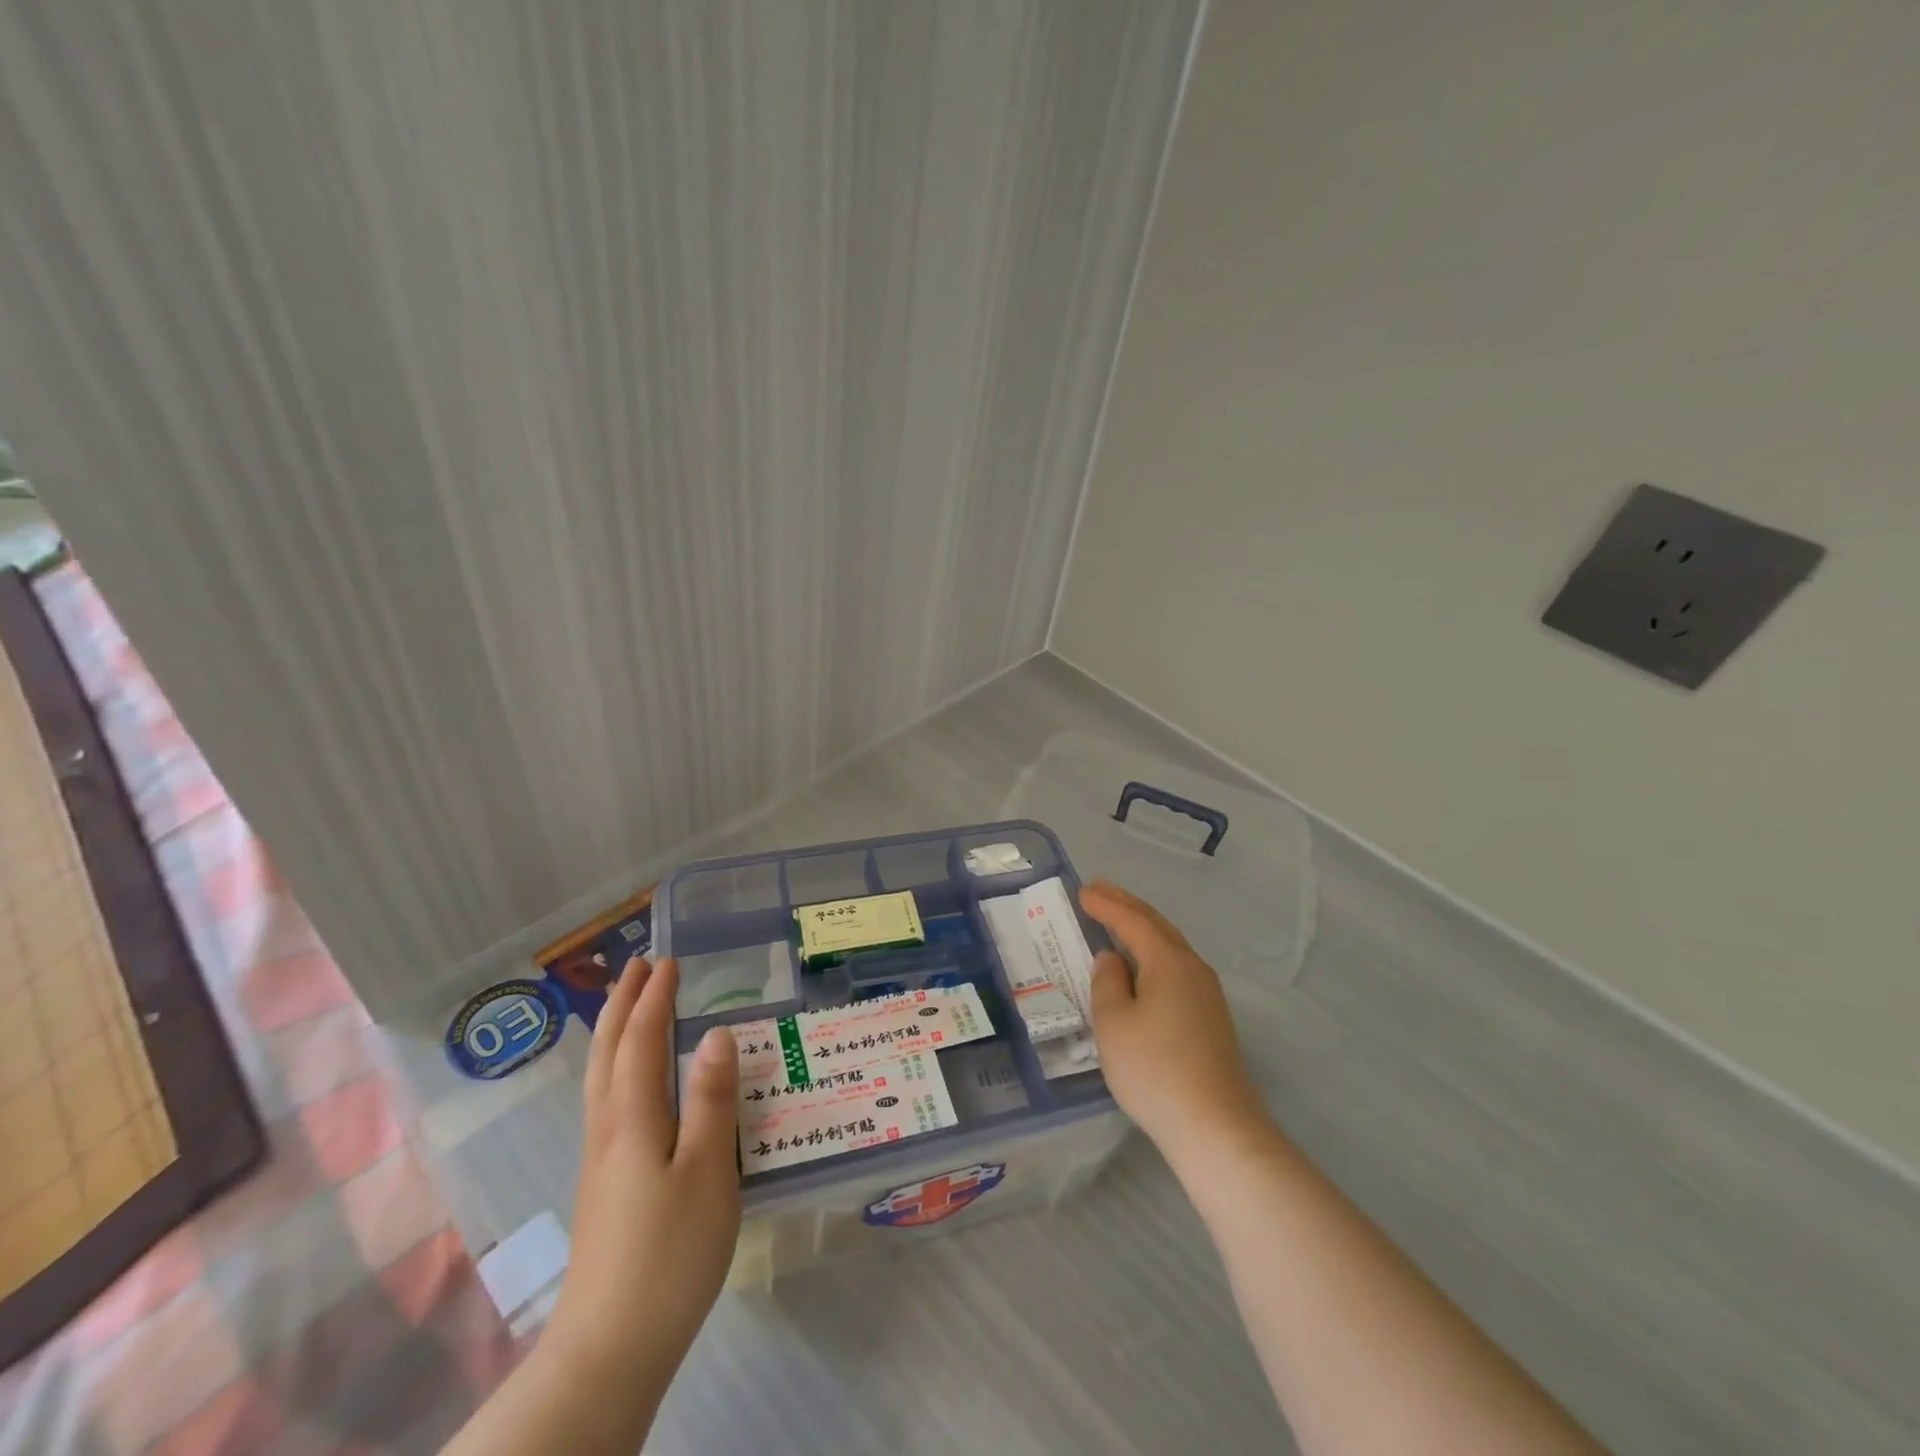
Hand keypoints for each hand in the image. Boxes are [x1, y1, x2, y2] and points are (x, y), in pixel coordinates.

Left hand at [546, 958, 741, 1392]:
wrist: (610, 1348)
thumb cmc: (669, 1253)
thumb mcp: (708, 1172)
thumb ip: (712, 1100)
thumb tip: (716, 1033)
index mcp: (633, 1119)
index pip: (642, 1040)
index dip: (655, 998)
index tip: (668, 960)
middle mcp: (608, 1128)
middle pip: (609, 1051)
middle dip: (623, 1003)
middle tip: (638, 966)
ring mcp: (601, 1158)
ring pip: (601, 1076)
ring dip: (615, 1031)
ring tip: (630, 1006)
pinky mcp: (604, 1183)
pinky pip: (607, 1098)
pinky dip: (616, 1065)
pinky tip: (632, 1080)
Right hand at [1080, 880, 1266, 1156]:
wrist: (1216, 1127)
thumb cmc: (1155, 1070)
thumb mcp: (1114, 1024)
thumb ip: (1108, 983)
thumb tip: (1113, 959)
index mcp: (1168, 961)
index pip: (1133, 921)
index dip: (1106, 905)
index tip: (1083, 891)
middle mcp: (1192, 968)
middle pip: (1157, 926)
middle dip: (1127, 906)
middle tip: (1100, 890)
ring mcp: (1207, 994)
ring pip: (1170, 946)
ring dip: (1142, 928)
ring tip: (1118, 918)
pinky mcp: (1210, 1018)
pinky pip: (1176, 967)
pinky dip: (1153, 952)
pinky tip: (1143, 965)